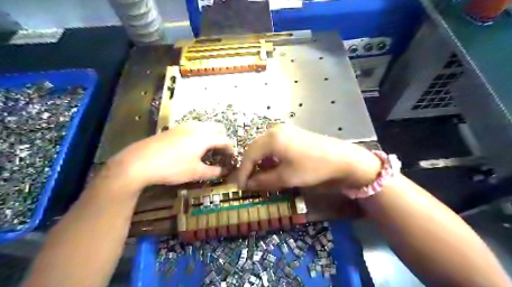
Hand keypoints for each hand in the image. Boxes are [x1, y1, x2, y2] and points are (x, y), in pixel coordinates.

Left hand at [109, 122, 234, 187]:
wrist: (139, 162)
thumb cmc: (172, 167)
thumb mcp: (195, 172)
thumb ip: (212, 171)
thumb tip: (223, 171)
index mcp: (205, 137)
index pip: (225, 139)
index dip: (231, 148)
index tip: (232, 157)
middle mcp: (196, 127)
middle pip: (217, 128)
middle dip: (222, 138)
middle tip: (221, 152)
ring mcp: (184, 126)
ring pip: (204, 126)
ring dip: (211, 135)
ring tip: (208, 149)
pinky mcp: (174, 129)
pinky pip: (193, 128)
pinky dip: (199, 134)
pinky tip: (192, 146)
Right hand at [236, 125, 379, 191]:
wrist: (342, 158)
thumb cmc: (313, 167)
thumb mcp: (286, 177)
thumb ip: (264, 181)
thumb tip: (248, 185)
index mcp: (271, 139)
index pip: (249, 155)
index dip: (242, 172)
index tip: (239, 187)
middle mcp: (275, 131)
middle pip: (254, 149)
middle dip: (249, 166)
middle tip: (247, 182)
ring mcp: (284, 131)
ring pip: (263, 147)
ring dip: (259, 162)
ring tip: (258, 177)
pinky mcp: (292, 134)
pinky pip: (274, 145)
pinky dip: (269, 157)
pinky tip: (272, 167)